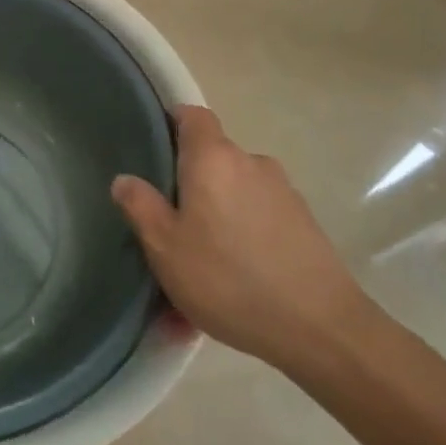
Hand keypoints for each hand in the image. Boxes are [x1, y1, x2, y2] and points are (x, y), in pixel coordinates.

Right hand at [112, 106, 373, 375]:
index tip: (156, 148)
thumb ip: (141, 206)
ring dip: (218, 214)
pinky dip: (243, 235)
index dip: (173, 122)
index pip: (193, 115)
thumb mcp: (165, 247)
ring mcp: (283, 192)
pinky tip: (236, 279)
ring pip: (236, 191)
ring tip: (203, 262)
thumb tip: (125, 179)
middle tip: (171, 224)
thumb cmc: (228, 278)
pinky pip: (259, 217)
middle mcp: (251, 163)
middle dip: (191, 182)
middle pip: (213, 157)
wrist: (320, 328)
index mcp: (213, 159)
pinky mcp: (304, 222)